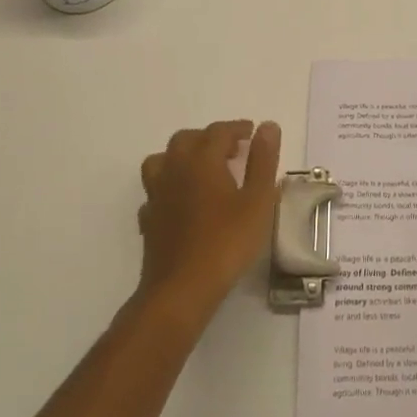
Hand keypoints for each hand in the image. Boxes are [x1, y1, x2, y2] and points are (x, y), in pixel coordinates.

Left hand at [137, 119, 281, 319]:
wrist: (181, 290)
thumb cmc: (226, 242)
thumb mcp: (258, 200)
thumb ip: (263, 160)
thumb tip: (267, 126)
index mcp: (202, 160)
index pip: (219, 131)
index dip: (237, 128)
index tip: (252, 133)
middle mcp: (175, 169)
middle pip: (186, 139)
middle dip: (209, 138)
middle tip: (231, 151)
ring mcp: (157, 195)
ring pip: (163, 160)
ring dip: (182, 157)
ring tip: (202, 170)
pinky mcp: (148, 220)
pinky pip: (155, 191)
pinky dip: (169, 187)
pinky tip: (181, 202)